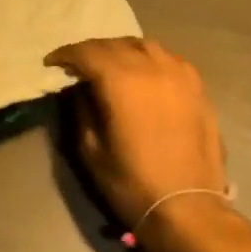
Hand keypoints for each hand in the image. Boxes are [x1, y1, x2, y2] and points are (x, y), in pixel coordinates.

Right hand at [46, 37, 227, 233]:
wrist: (187, 207)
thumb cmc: (131, 182)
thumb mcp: (91, 149)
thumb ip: (82, 109)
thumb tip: (80, 88)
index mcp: (121, 80)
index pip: (87, 52)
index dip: (66, 54)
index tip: (52, 62)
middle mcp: (152, 66)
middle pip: (116, 44)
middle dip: (92, 50)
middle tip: (78, 65)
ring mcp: (180, 74)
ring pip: (146, 45)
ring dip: (123, 50)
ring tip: (112, 65)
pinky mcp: (198, 87)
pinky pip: (169, 59)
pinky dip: (150, 60)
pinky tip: (145, 75)